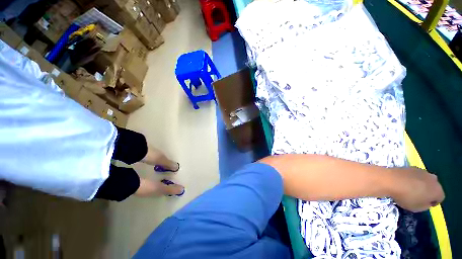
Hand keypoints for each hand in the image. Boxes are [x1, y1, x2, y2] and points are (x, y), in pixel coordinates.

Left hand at [390, 167, 444, 211]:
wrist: (391, 180)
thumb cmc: (406, 197)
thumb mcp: (418, 208)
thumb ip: (426, 205)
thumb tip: (427, 201)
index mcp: (437, 190)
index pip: (440, 198)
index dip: (433, 202)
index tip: (425, 204)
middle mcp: (433, 179)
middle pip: (433, 187)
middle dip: (428, 192)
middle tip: (418, 197)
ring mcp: (422, 171)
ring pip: (425, 180)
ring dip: (420, 184)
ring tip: (410, 189)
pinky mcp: (411, 167)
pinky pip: (415, 175)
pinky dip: (412, 179)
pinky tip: (404, 182)